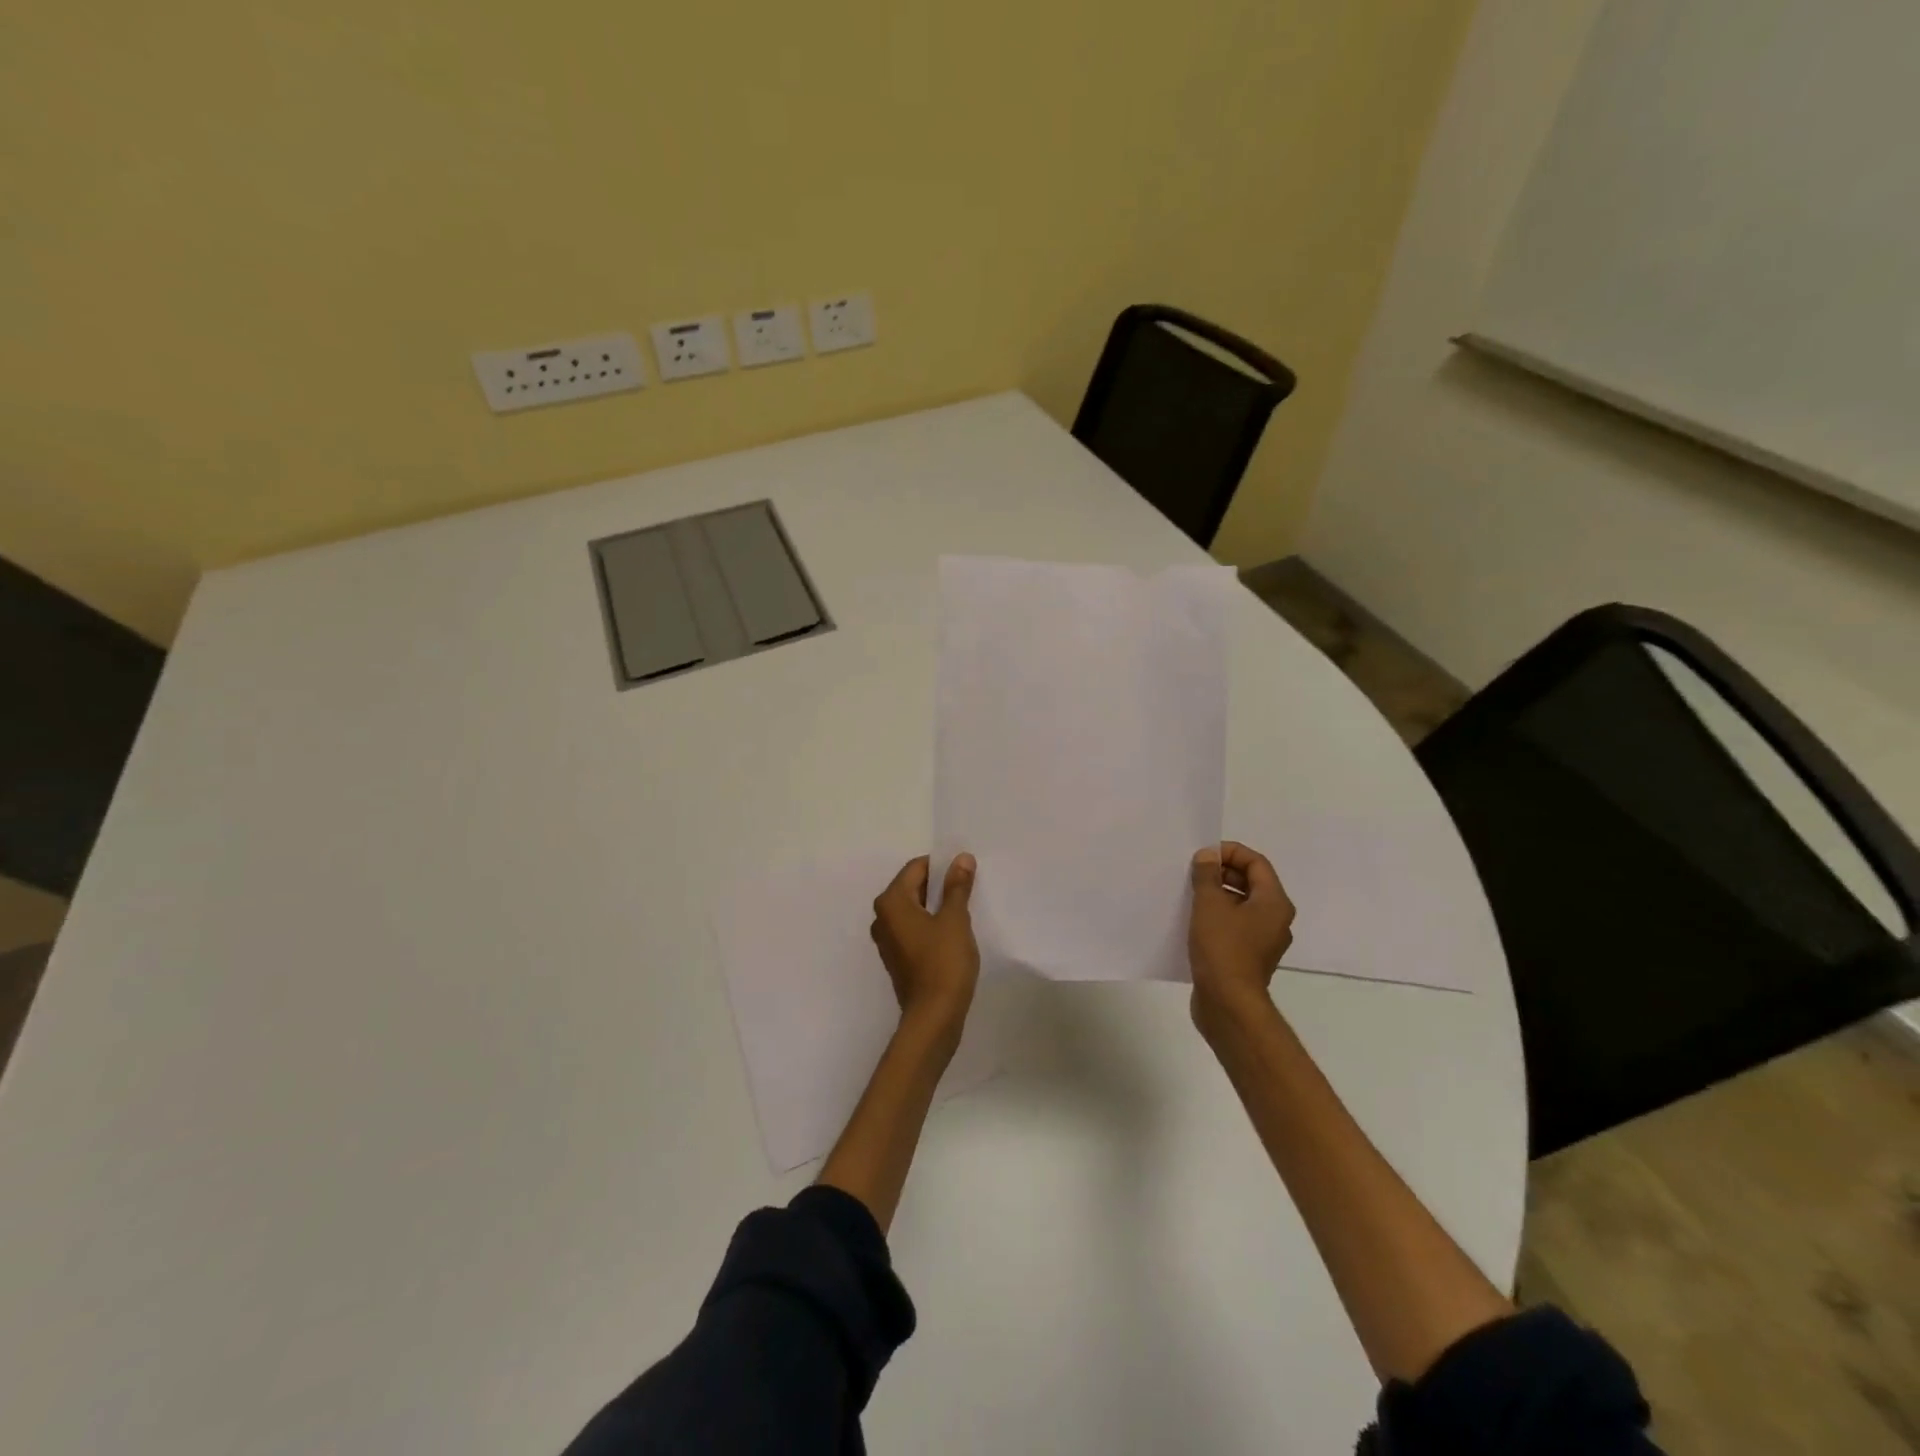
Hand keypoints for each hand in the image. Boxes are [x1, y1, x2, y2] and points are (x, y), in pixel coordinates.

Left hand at [871, 854, 980, 1039]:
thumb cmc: (943, 962)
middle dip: (939, 884)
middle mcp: (882, 917)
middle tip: (968, 887)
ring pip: (914, 909)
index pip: (916, 868)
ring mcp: (888, 940)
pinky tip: (953, 932)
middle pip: (912, 887)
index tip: (965, 870)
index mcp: (891, 902)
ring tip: (964, 909)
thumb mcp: (954, 919)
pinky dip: (931, 924)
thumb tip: (961, 858)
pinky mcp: (898, 958)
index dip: (942, 865)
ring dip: (936, 905)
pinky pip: (914, 928)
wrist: (934, 1017)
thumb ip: (957, 886)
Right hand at [1188, 841, 1295, 1038]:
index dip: (1230, 852)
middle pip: (1252, 883)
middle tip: (1194, 872)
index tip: (1203, 855)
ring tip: (1190, 893)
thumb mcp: (1210, 904)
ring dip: (1218, 894)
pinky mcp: (1249, 957)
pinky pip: (1236, 925)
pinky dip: (1218, 916)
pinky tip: (1194, 920)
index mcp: (1274, 903)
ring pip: (1242, 905)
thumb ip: (1207, 875)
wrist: (1228, 1003)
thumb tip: (1208, 856)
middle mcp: (1275, 919)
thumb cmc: (1223, 948)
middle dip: (1223, 872)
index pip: (1256, 863)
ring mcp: (1264, 941)